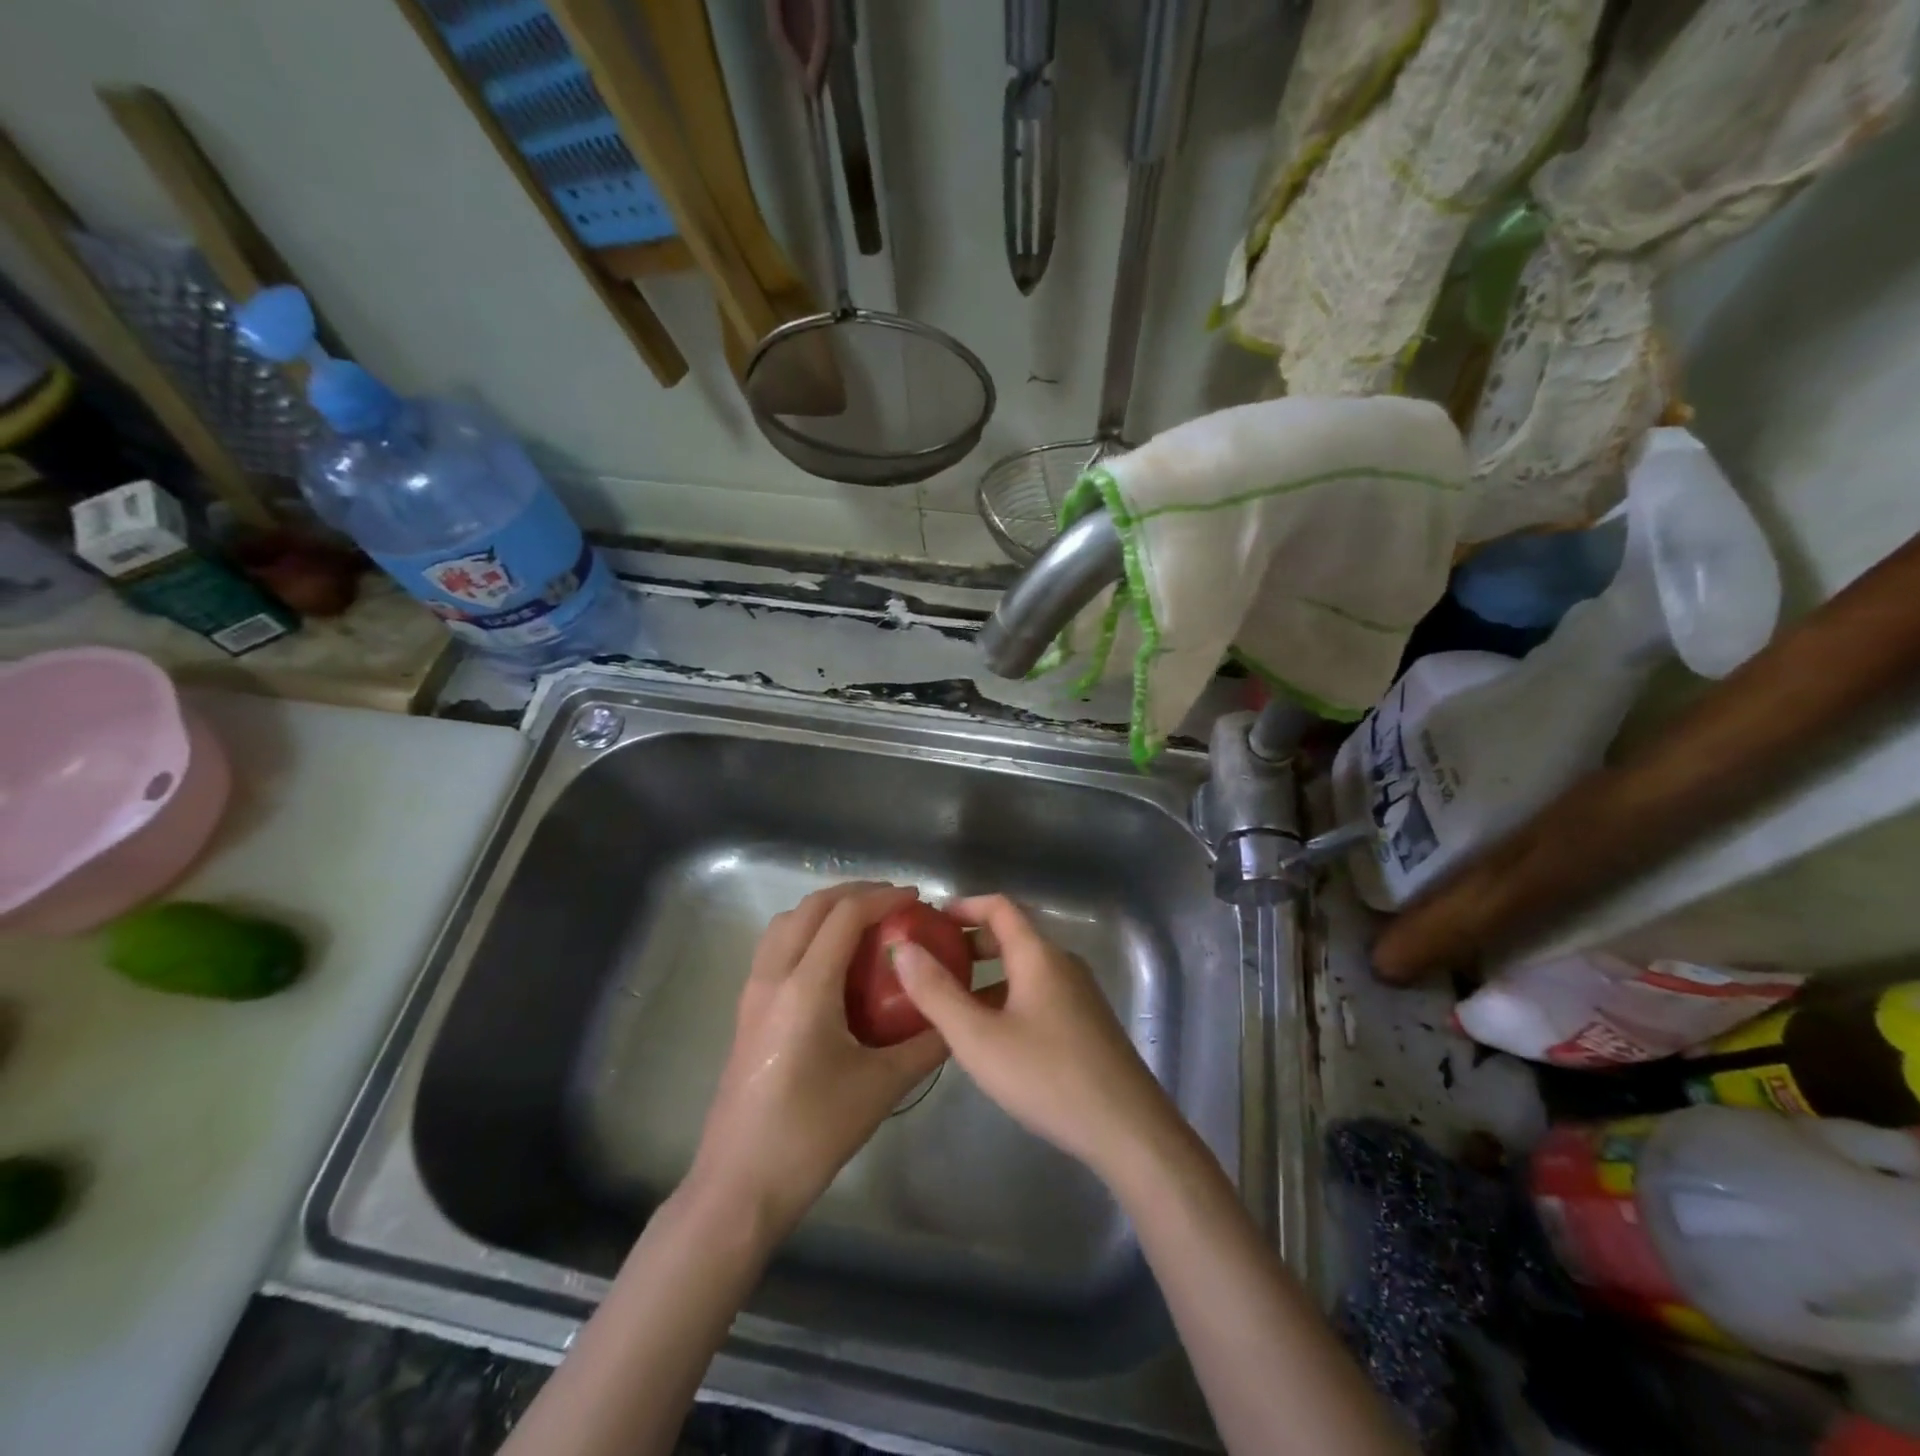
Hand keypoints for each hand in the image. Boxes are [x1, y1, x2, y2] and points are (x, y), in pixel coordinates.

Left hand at [688, 883, 949, 1234]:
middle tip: (895, 902)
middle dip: (856, 893)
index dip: (884, 897)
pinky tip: (833, 960)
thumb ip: (926, 1045)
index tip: (917, 898)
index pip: (845, 916)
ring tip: (865, 922)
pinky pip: (776, 946)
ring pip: (787, 922)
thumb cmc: (812, 1134)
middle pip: (812, 907)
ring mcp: (753, 991)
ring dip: (826, 908)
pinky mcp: (746, 1009)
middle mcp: (773, 976)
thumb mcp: (881, 1088)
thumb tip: (958, 1016)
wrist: (739, 1185)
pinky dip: (807, 931)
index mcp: (806, 988)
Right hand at [891, 894, 1183, 1182]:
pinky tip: (992, 1035)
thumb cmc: (1047, 1075)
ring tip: (952, 1001)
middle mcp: (1062, 964)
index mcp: (1038, 955)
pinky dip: (1008, 996)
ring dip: (988, 975)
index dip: (963, 906)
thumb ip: (936, 992)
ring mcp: (1080, 994)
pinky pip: (1039, 993)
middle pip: (1012, 936)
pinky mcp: (1087, 1023)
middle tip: (932, 962)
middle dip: (970, 943)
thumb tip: (904, 948)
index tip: (929, 920)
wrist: (1127, 1128)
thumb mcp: (978, 1037)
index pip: (999, 906)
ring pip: (1025, 968)